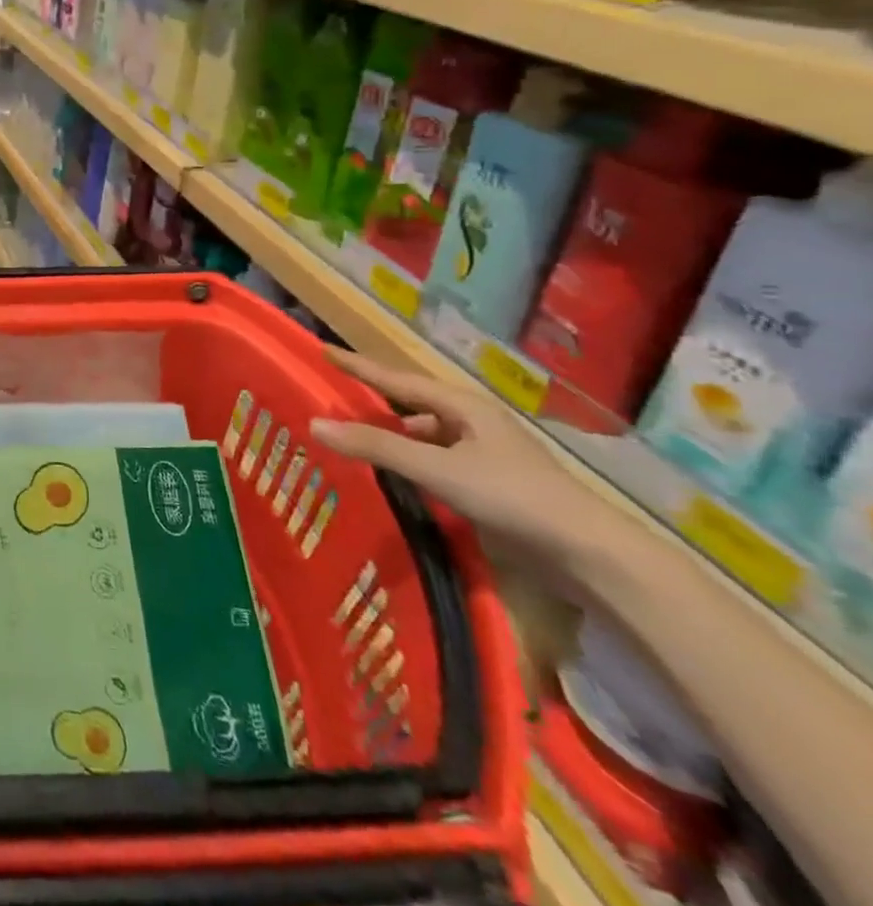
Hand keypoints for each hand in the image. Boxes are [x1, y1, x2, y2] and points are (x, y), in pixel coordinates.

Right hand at [312, 348, 610, 570]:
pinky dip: (412, 462)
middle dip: (376, 401)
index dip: (360, 366)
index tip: (325, 350)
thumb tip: (315, 423)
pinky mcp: (492, 485)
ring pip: (427, 436)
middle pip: (413, 405)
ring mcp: (486, 454)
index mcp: (463, 406)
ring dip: (394, 436)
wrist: (590, 554)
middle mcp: (474, 423)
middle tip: (338, 398)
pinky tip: (396, 477)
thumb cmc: (512, 497)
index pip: (398, 380)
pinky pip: (437, 461)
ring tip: (357, 441)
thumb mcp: (437, 469)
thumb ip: (377, 447)